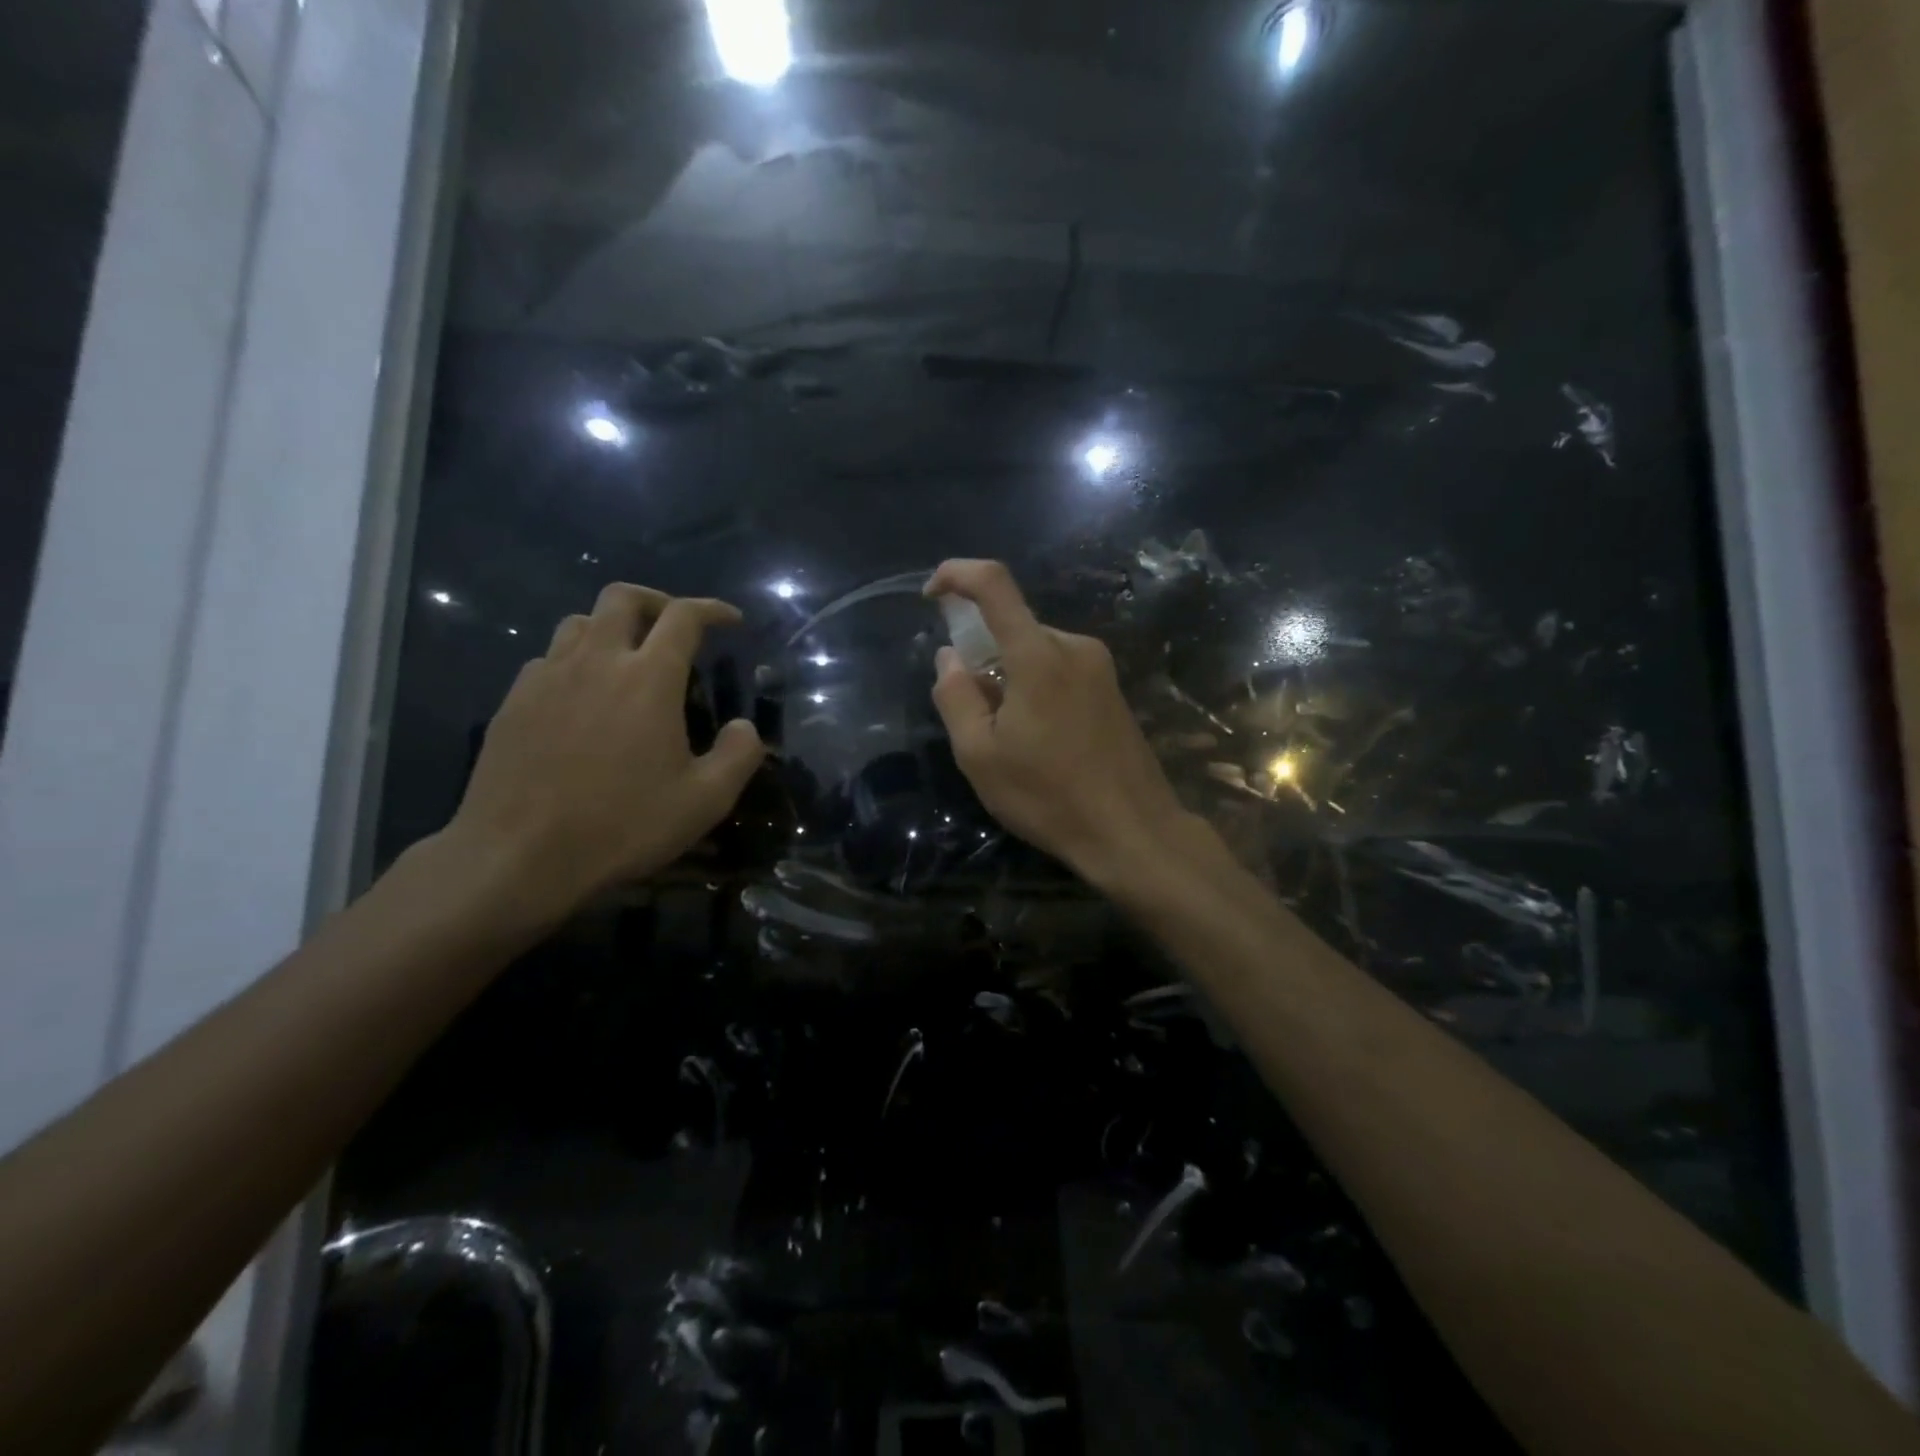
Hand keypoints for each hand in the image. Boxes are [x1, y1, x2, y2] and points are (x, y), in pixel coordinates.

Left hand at [442, 582, 764, 924]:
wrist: (518, 856)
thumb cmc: (622, 826)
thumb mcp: (705, 801)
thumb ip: (739, 755)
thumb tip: (745, 727)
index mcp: (649, 678)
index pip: (684, 617)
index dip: (713, 609)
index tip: (730, 620)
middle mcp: (597, 661)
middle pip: (622, 597)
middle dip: (656, 601)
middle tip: (675, 626)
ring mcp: (548, 677)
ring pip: (579, 622)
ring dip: (611, 627)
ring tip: (628, 658)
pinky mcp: (514, 701)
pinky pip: (548, 658)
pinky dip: (575, 660)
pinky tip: (582, 696)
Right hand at [926, 560, 1198, 890]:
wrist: (1132, 831)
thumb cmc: (1048, 796)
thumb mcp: (980, 754)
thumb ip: (955, 696)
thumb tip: (950, 656)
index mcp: (1038, 654)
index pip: (994, 584)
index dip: (956, 575)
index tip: (931, 595)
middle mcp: (1074, 646)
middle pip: (1013, 626)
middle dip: (981, 653)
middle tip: (972, 712)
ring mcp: (1100, 667)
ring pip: (1035, 651)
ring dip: (1009, 676)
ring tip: (1008, 737)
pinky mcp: (1112, 689)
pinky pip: (1059, 669)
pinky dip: (1034, 687)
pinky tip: (1038, 739)